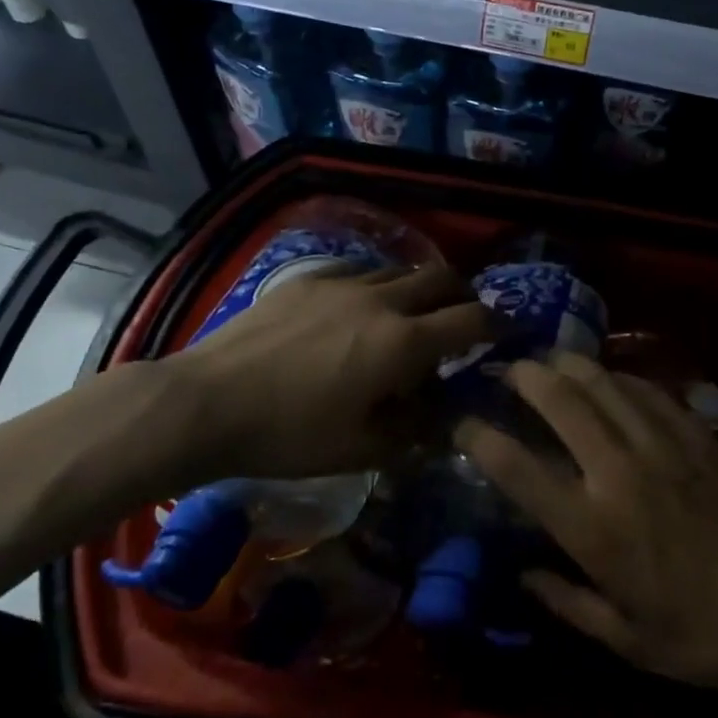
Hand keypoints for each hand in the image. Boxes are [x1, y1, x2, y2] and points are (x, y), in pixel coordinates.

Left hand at [172, 261, 490, 481]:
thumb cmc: (290, 435)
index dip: (499, 324)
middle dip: (465, 294)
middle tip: (464, 316)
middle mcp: (382, 301)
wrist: (209, 401)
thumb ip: (414, 429)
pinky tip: (360, 304)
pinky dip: (377, 283)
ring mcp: (343, 282)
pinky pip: (359, 269)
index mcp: (403, 342)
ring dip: (419, 288)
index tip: (509, 331)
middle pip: (442, 278)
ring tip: (411, 313)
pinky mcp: (309, 278)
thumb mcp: (362, 448)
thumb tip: (443, 416)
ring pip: (400, 270)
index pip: (471, 320)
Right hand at [458, 351, 717, 703]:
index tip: (461, 422)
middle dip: (524, 376)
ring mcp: (661, 445)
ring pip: (603, 383)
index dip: (480, 438)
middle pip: (560, 402)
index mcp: (593, 529)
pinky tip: (609, 377)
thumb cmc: (705, 639)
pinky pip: (647, 389)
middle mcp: (619, 473)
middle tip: (505, 368)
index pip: (519, 469)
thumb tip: (521, 572)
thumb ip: (565, 602)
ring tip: (549, 359)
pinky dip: (618, 376)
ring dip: (568, 364)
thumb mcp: (626, 641)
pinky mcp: (697, 434)